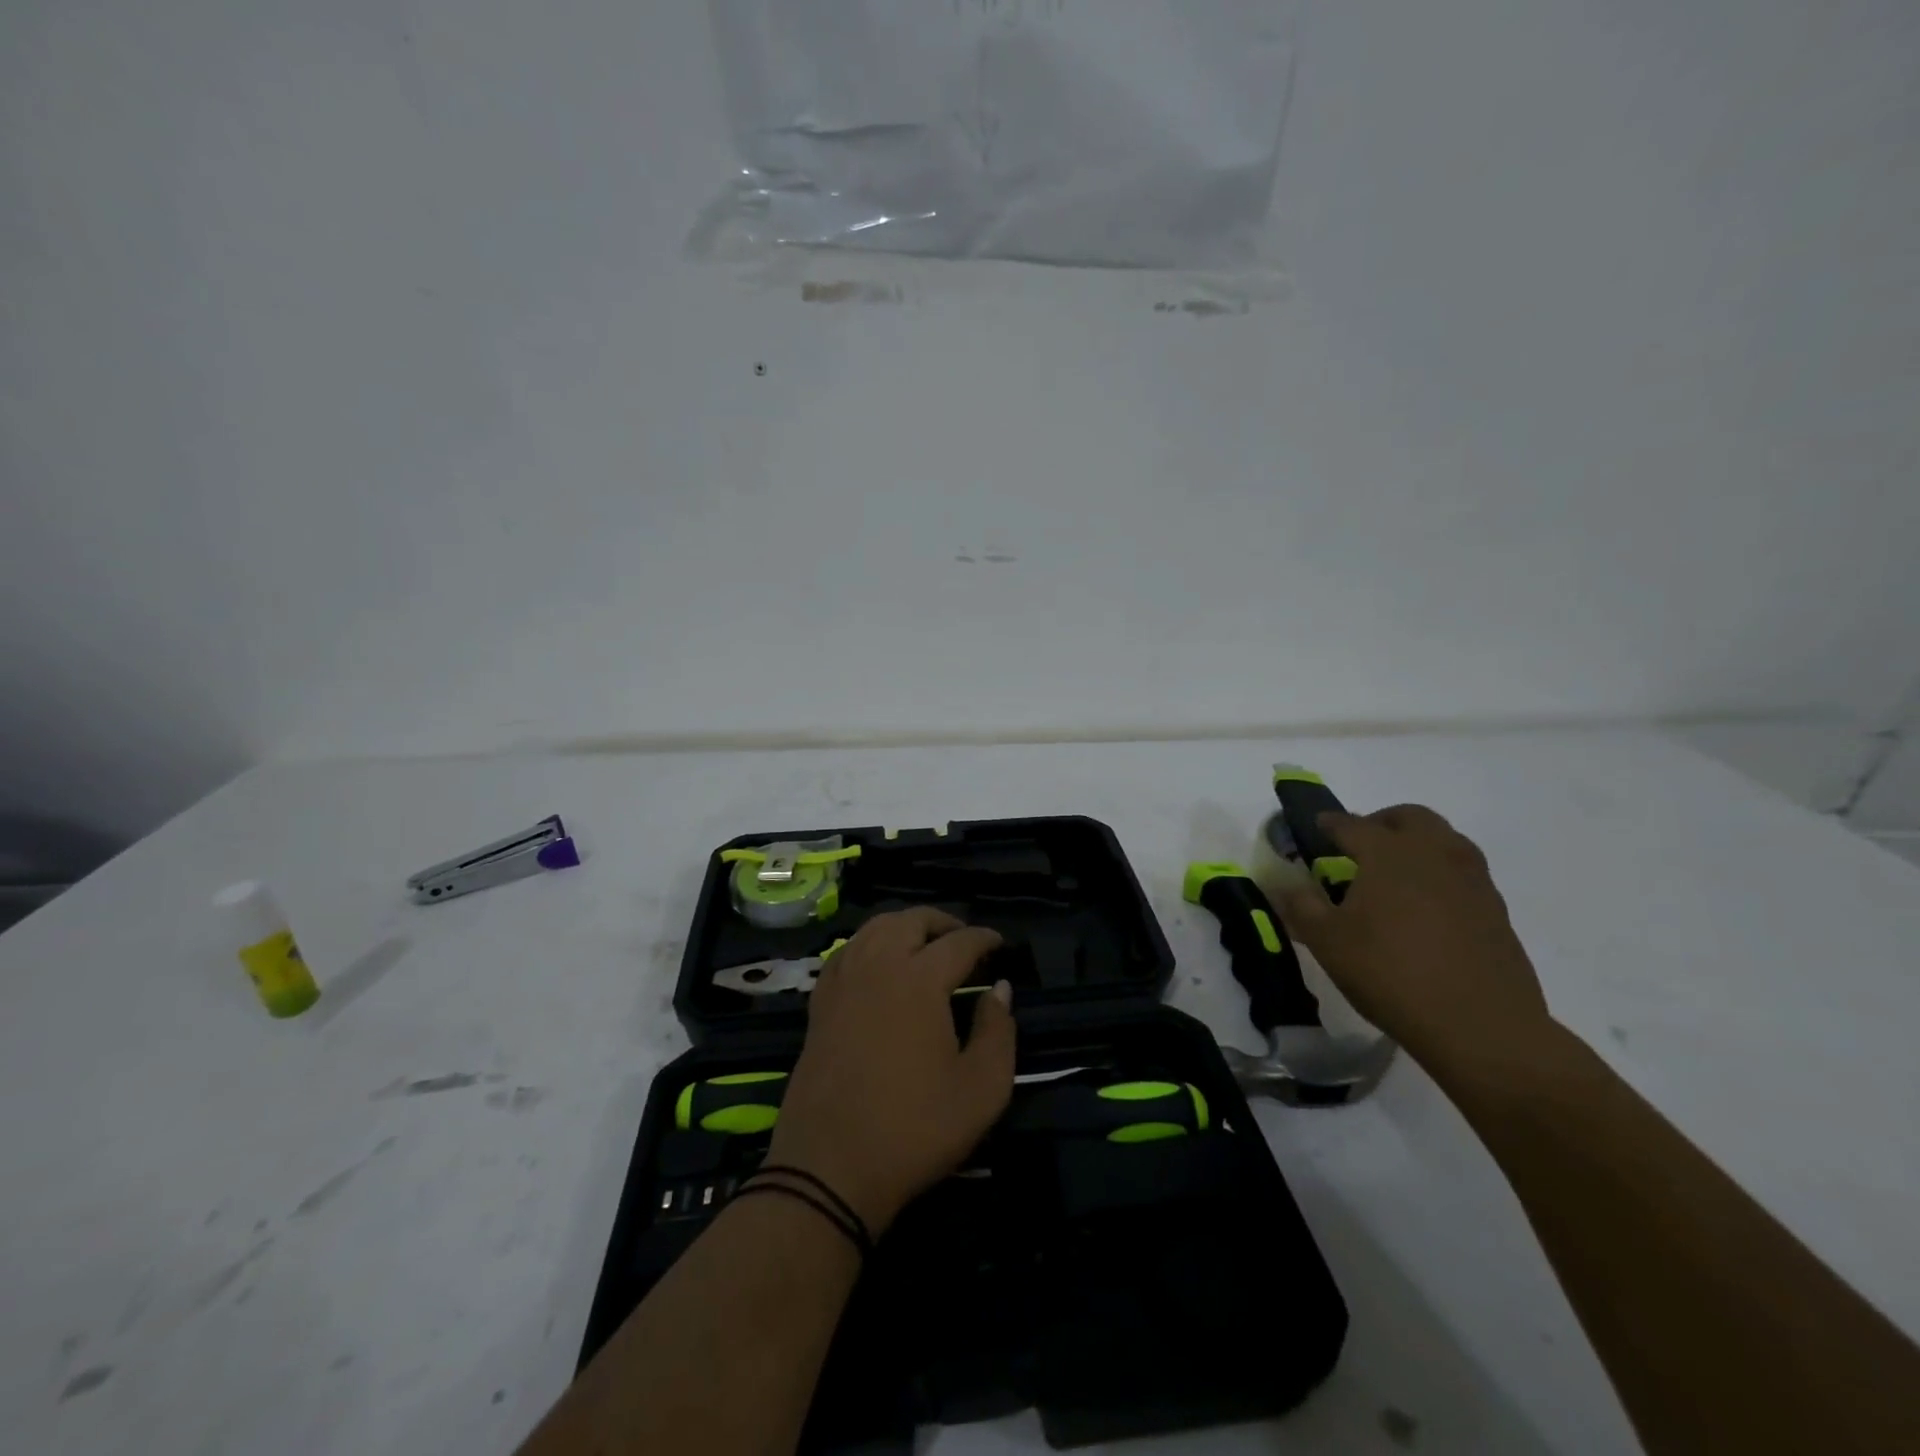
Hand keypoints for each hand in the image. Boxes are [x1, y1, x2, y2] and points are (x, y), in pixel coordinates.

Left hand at [764, 908, 1014, 1236]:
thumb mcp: (982, 1090)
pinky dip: (869, 944)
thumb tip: (1000, 989)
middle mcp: (878, 965)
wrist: (830, 1169)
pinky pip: (846, 952)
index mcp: (919, 979)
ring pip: (874, 928)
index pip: (959, 942)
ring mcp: (843, 982)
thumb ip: (999, 1031)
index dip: (984, 938)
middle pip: (911, 920)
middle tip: (965, 940)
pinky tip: (878, 964)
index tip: (1000, 944)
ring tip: (925, 945)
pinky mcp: (820, 1003)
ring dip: (905, 926)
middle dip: (943, 922)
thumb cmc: (914, 1129)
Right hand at [1276, 805, 1551, 1080]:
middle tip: (1360, 845)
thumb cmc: (1391, 974)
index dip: (1329, 824)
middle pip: (1410, 817)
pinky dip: (1441, 875)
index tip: (1316, 826)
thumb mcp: (1327, 942)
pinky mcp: (1496, 910)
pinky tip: (1426, 908)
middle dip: (1381, 822)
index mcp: (1389, 853)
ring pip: (1445, 840)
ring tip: (1394, 874)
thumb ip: (1300, 906)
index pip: (1351, 824)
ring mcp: (1472, 880)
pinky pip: (1464, 873)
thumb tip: (1283, 884)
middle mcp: (1434, 853)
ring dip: (1417, 844)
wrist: (1481, 1026)